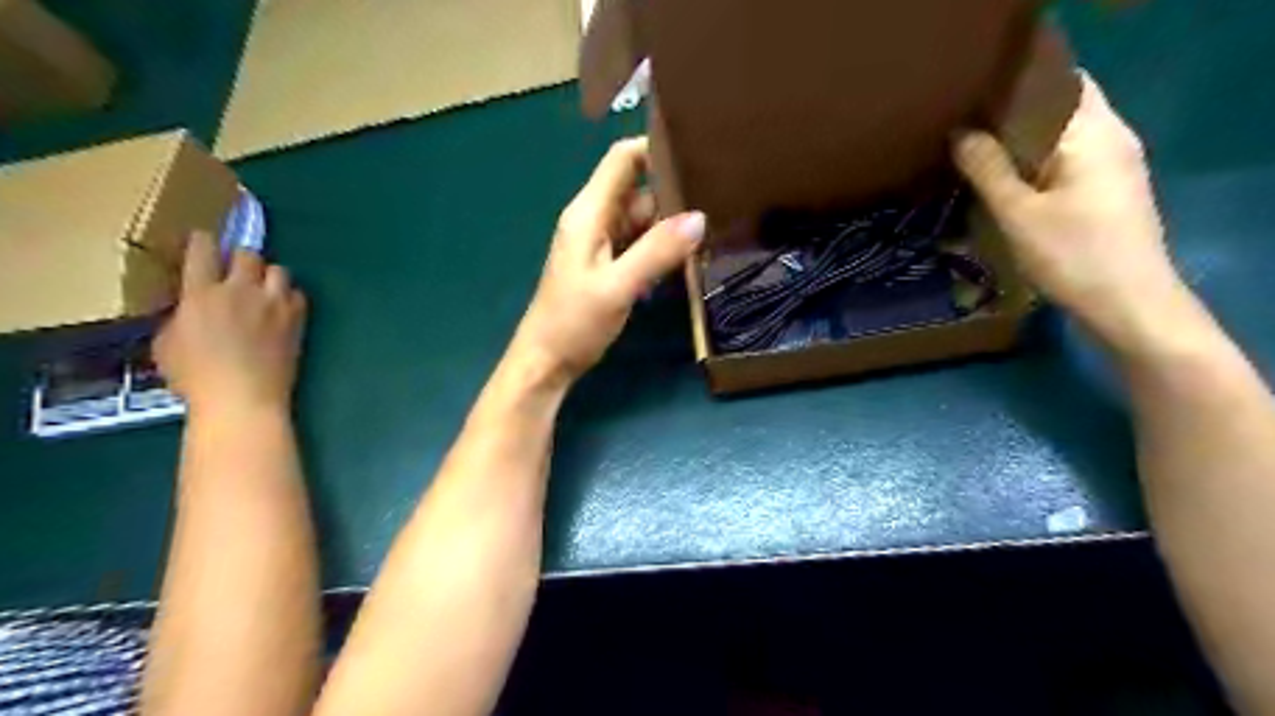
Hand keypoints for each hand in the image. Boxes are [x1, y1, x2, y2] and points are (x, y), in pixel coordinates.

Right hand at [155, 232, 307, 415]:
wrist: (244, 398)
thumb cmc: (196, 378)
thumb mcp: (167, 343)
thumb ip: (180, 315)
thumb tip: (190, 306)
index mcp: (201, 293)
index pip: (203, 250)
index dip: (203, 241)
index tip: (203, 243)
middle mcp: (240, 291)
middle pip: (247, 253)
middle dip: (241, 258)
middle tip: (236, 273)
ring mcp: (274, 303)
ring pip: (279, 270)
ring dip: (269, 276)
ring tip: (262, 290)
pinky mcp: (297, 319)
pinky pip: (298, 294)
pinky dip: (290, 297)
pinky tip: (282, 309)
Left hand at [509, 138, 706, 384]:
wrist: (546, 361)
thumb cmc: (574, 323)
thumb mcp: (618, 286)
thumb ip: (657, 251)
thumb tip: (699, 217)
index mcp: (589, 213)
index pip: (623, 160)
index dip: (656, 148)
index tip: (696, 153)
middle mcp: (594, 220)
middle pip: (639, 190)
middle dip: (674, 194)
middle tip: (718, 200)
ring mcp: (600, 243)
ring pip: (642, 220)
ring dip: (670, 226)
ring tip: (711, 229)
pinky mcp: (607, 265)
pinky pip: (639, 245)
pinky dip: (660, 248)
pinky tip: (685, 259)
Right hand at [957, 73, 1184, 352]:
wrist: (1128, 304)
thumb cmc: (1072, 254)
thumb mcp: (1019, 213)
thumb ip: (988, 169)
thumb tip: (961, 132)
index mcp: (1094, 133)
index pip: (1058, 84)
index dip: (1016, 89)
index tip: (972, 103)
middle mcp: (1112, 139)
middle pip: (1061, 110)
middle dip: (1014, 118)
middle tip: (966, 133)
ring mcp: (1116, 166)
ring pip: (1063, 139)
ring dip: (1023, 145)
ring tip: (977, 156)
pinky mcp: (1111, 192)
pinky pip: (1069, 162)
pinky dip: (1038, 165)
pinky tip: (1007, 185)